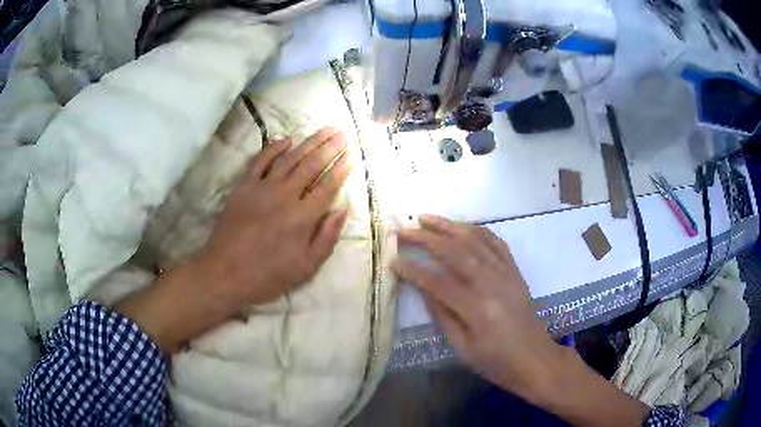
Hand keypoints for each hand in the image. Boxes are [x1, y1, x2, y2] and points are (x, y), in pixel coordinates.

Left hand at [115, 128, 351, 352]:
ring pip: (290, 158)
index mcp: (303, 218)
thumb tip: (343, 208)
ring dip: (309, 141)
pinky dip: (274, 147)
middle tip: (344, 133)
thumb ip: (327, 237)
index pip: (328, 186)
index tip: (352, 155)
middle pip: (312, 165)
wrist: (224, 273)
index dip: (342, 168)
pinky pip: (260, 160)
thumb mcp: (305, 267)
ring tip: (325, 129)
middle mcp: (285, 196)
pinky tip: (287, 139)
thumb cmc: (267, 275)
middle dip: (331, 147)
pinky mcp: (244, 186)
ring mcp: (262, 188)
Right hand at [394, 215, 650, 426]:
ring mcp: (507, 273)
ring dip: (449, 226)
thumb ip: (442, 315)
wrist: (534, 358)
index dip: (413, 270)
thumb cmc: (496, 361)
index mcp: (477, 309)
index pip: (438, 281)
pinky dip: (477, 230)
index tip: (393, 260)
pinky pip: (496, 243)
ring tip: (426, 218)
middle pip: (455, 252)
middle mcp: (492, 284)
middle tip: (403, 230)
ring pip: (475, 240)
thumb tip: (423, 288)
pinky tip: (462, 227)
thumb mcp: (463, 348)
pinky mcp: (515, 271)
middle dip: (426, 238)